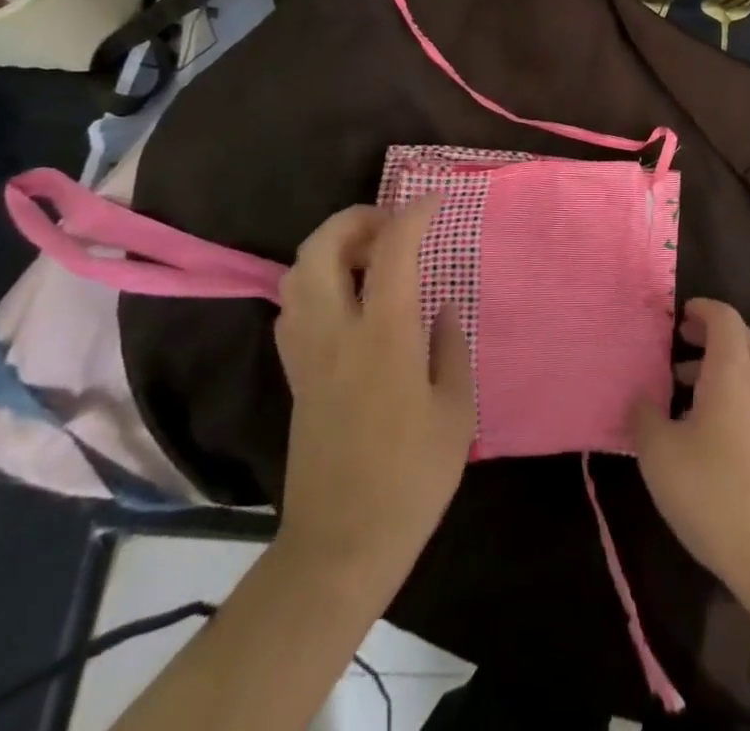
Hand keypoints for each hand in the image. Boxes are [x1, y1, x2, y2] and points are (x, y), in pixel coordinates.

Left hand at [273, 197, 474, 596]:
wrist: (341, 547)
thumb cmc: (412, 478)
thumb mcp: (456, 411)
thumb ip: (450, 347)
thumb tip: (440, 307)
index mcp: (384, 336)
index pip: (391, 251)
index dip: (413, 215)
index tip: (434, 201)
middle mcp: (335, 333)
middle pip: (321, 248)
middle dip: (354, 219)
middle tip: (389, 224)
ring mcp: (307, 355)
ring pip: (297, 274)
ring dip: (330, 248)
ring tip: (368, 257)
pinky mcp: (295, 377)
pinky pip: (293, 308)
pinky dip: (315, 283)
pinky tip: (347, 300)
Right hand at [628, 299, 749, 597]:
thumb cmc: (716, 492)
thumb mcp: (660, 455)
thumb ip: (643, 417)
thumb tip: (640, 398)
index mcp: (732, 371)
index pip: (724, 317)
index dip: (701, 309)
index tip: (676, 317)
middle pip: (742, 339)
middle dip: (711, 335)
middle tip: (677, 347)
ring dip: (719, 368)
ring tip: (680, 392)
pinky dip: (731, 395)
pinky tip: (704, 433)